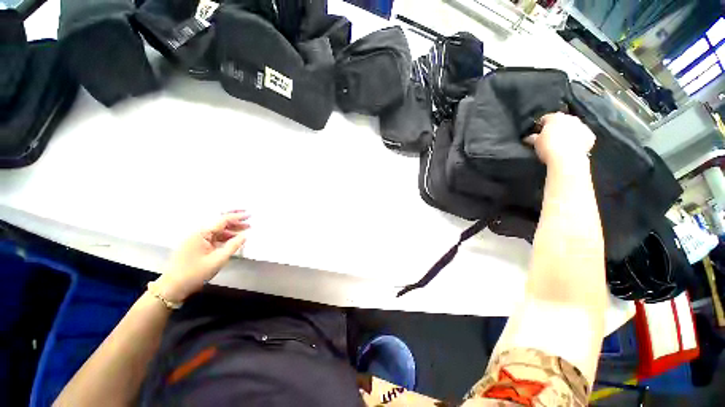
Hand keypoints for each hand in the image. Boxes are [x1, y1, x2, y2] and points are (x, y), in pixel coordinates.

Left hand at [156, 211, 249, 301]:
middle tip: (250, 223)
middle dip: (235, 223)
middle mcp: (198, 234)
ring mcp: (195, 240)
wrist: (171, 288)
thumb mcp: (217, 260)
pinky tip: (232, 241)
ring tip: (244, 232)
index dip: (237, 217)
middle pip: (219, 224)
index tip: (249, 215)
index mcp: (201, 234)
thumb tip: (244, 235)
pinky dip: (224, 238)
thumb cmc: (194, 273)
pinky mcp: (195, 247)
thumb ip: (233, 246)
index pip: (222, 221)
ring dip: (230, 231)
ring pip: (217, 232)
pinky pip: (212, 239)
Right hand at [525, 112, 594, 166]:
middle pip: (561, 121)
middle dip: (556, 128)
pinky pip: (582, 136)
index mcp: (555, 117)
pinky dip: (578, 140)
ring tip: (561, 144)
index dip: (540, 126)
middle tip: (550, 138)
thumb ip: (532, 138)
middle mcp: (570, 118)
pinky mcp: (590, 136)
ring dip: (568, 133)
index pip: (545, 118)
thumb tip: (528, 138)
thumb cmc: (548, 148)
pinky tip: (572, 147)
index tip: (537, 134)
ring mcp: (582, 126)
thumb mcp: (535, 143)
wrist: (567, 159)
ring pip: (573, 128)